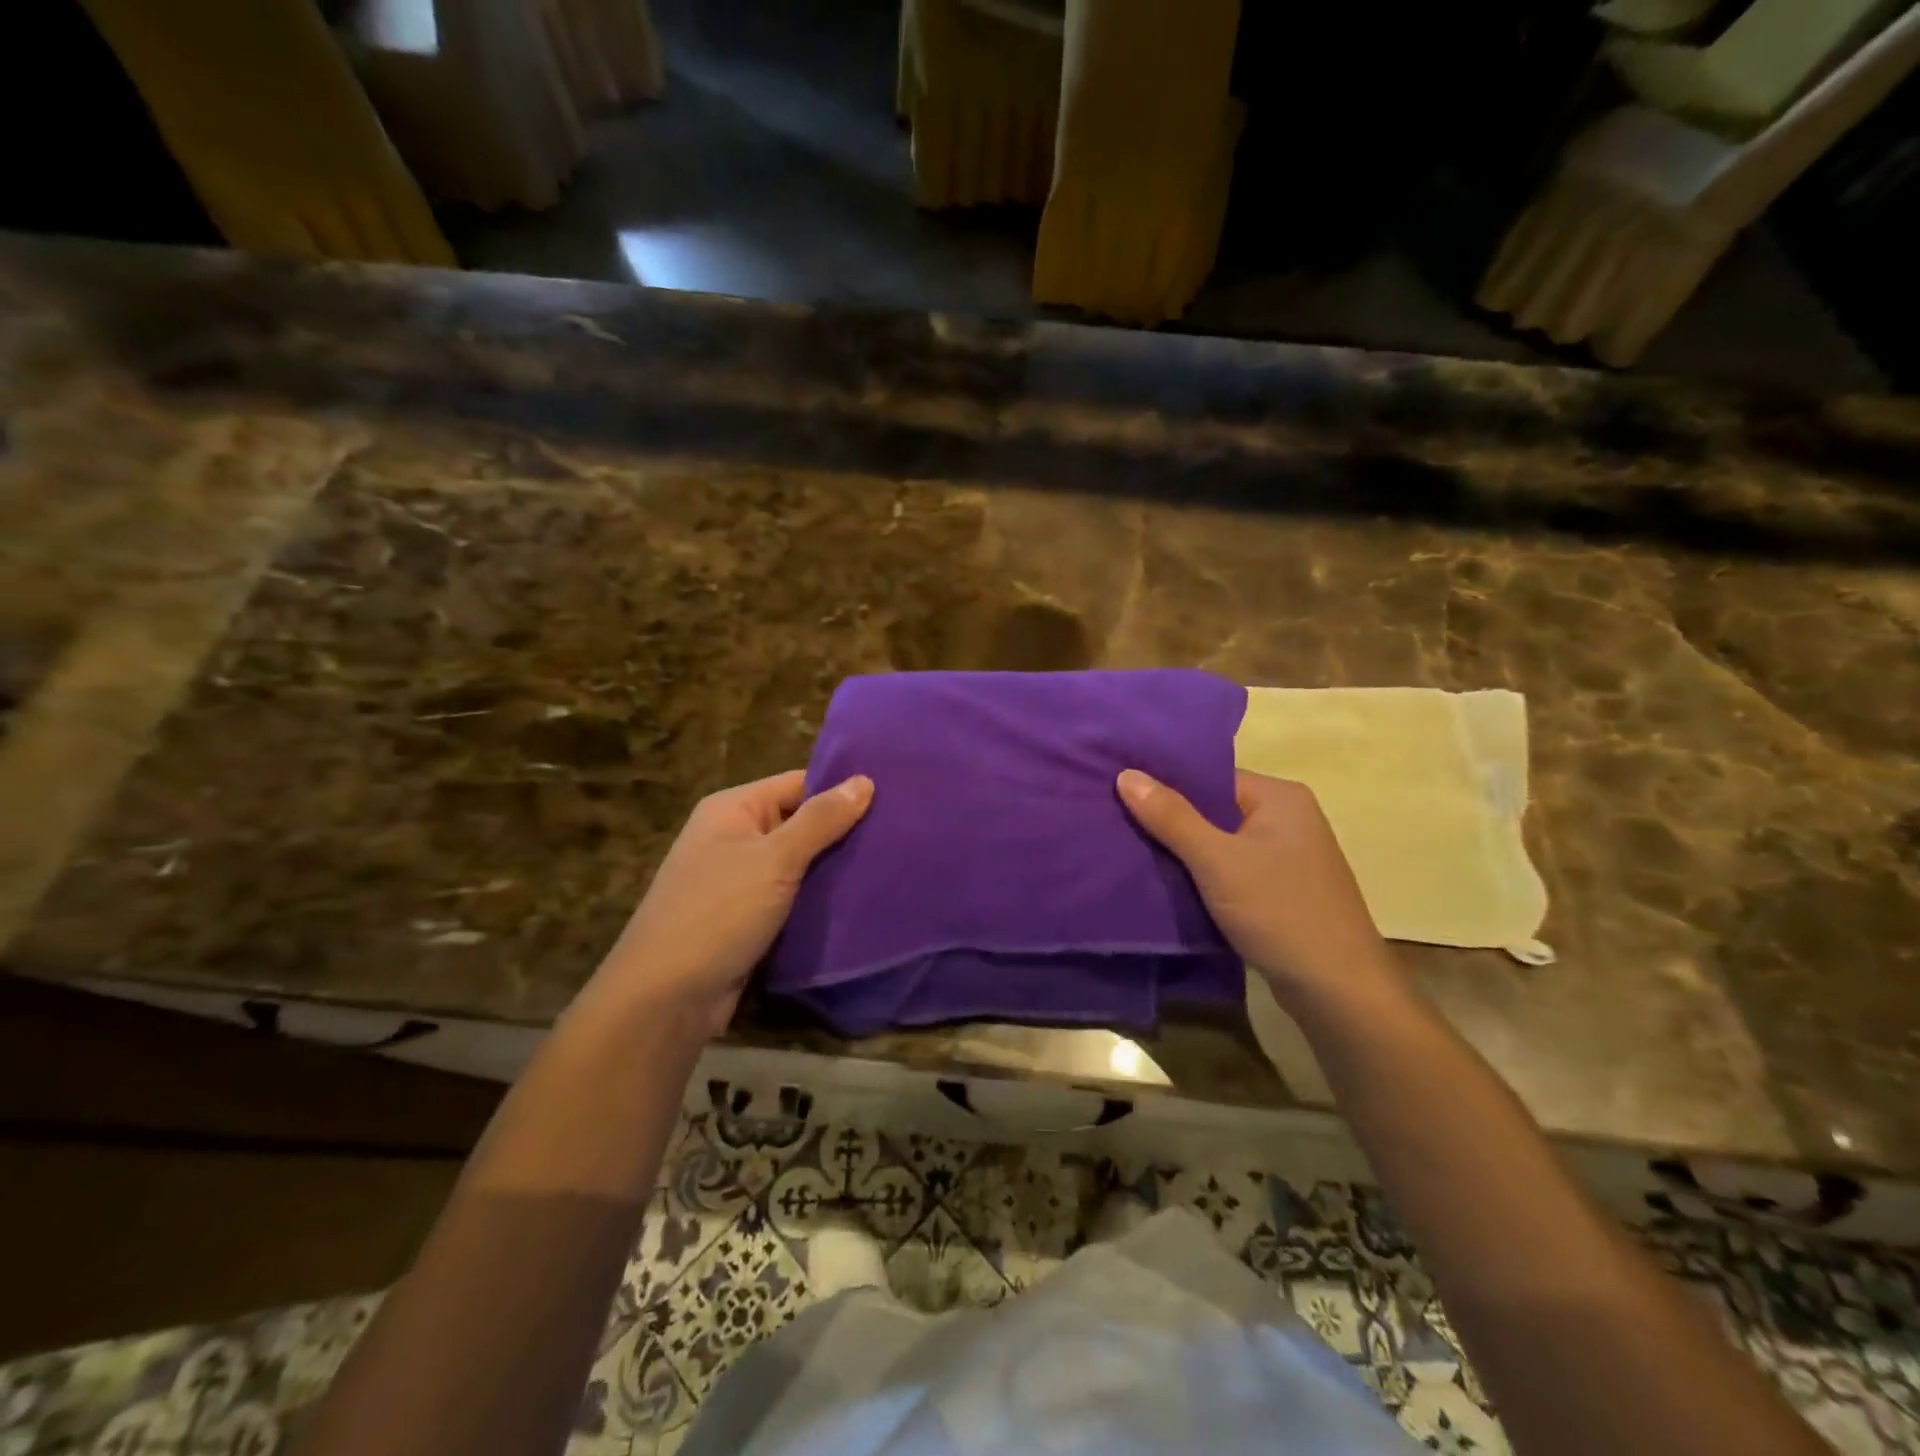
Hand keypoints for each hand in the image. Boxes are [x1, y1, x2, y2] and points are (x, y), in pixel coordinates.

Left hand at [589, 771, 873, 1037]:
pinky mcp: (748, 918)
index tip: (892, 798)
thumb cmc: (719, 912)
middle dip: (843, 832)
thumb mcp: (775, 859)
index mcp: (733, 809)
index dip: (841, 789)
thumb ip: (821, 819)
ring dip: (834, 868)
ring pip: (799, 864)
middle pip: (800, 823)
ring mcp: (739, 880)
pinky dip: (819, 899)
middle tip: (900, 834)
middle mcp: (734, 837)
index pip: (798, 784)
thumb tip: (864, 779)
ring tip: (890, 865)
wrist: (666, 998)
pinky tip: (860, 901)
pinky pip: (792, 897)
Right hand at [1117, 767, 1393, 1001]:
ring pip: (1220, 844)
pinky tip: (1167, 884)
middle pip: (1214, 809)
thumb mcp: (1217, 861)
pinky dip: (1202, 876)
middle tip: (1117, 822)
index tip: (1120, 793)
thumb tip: (1126, 774)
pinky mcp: (1281, 892)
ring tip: (1131, 850)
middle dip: (1169, 820)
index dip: (1165, 784)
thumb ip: (1171, 817)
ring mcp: (1287, 858)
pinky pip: (1231, 871)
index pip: (1211, 777)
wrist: (1339, 993)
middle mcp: (1288, 820)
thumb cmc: (1280, 913)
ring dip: (1183, 852)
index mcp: (1281, 798)